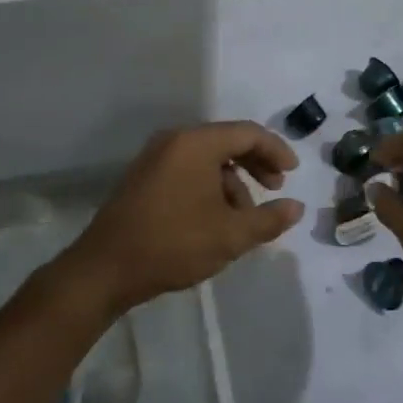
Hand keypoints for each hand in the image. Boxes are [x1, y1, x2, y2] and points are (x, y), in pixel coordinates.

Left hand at [54, 122, 304, 318]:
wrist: (105, 269)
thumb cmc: (173, 244)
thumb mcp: (230, 236)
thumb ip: (269, 219)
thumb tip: (297, 207)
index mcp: (196, 143)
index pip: (248, 133)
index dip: (276, 150)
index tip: (293, 174)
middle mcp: (175, 140)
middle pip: (227, 141)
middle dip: (256, 164)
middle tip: (275, 188)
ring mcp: (155, 157)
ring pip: (207, 158)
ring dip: (233, 181)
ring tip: (244, 218)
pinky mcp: (144, 177)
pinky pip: (188, 169)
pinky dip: (210, 186)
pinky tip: (216, 219)